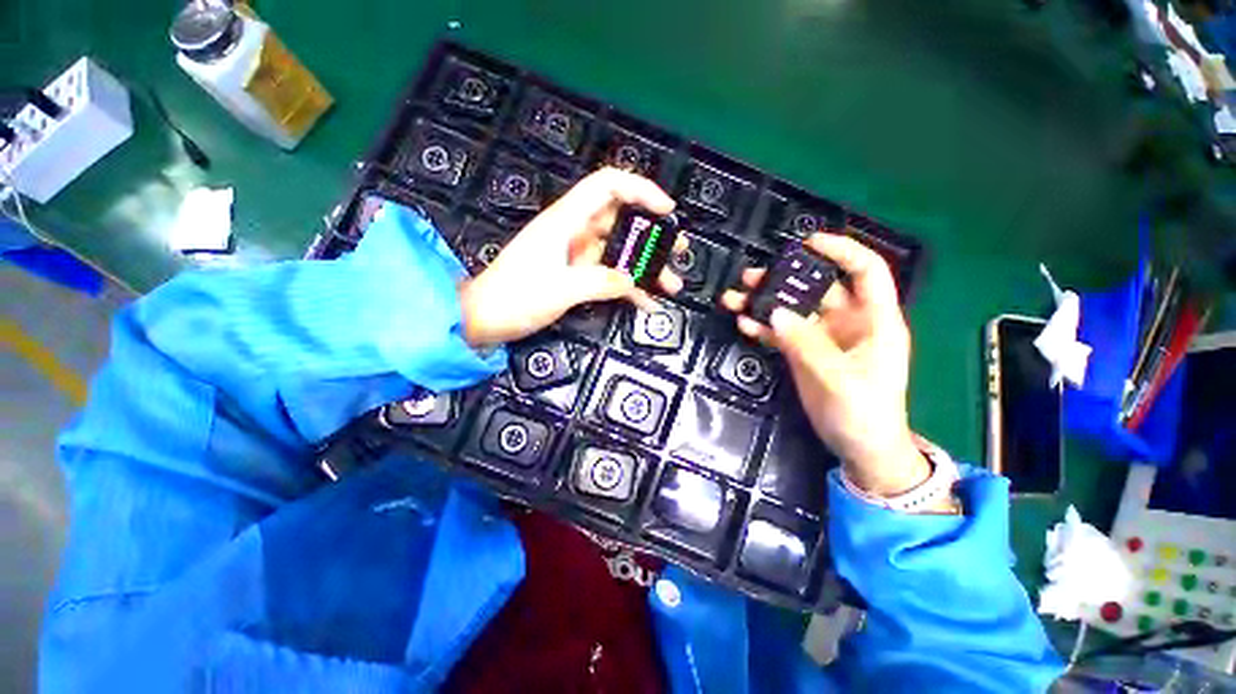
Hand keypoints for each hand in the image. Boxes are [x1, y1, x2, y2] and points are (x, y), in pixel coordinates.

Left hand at [458, 168, 684, 347]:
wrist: (483, 319)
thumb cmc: (515, 297)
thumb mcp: (561, 289)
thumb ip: (601, 282)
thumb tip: (632, 281)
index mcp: (566, 221)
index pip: (608, 186)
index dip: (640, 189)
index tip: (667, 210)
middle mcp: (575, 233)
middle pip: (621, 221)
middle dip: (652, 234)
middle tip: (680, 250)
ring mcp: (576, 256)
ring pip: (619, 252)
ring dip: (646, 267)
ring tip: (672, 284)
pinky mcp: (576, 277)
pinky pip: (609, 276)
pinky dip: (628, 287)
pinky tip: (647, 303)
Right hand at [720, 233, 927, 496]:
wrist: (858, 447)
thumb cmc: (866, 412)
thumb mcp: (841, 378)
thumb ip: (808, 344)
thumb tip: (775, 313)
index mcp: (874, 320)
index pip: (864, 271)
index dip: (841, 251)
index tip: (807, 242)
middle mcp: (847, 322)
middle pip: (815, 288)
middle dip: (784, 278)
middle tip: (751, 277)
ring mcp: (821, 338)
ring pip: (791, 309)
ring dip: (764, 302)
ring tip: (735, 298)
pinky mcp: (802, 353)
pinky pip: (779, 333)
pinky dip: (762, 327)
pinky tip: (743, 324)